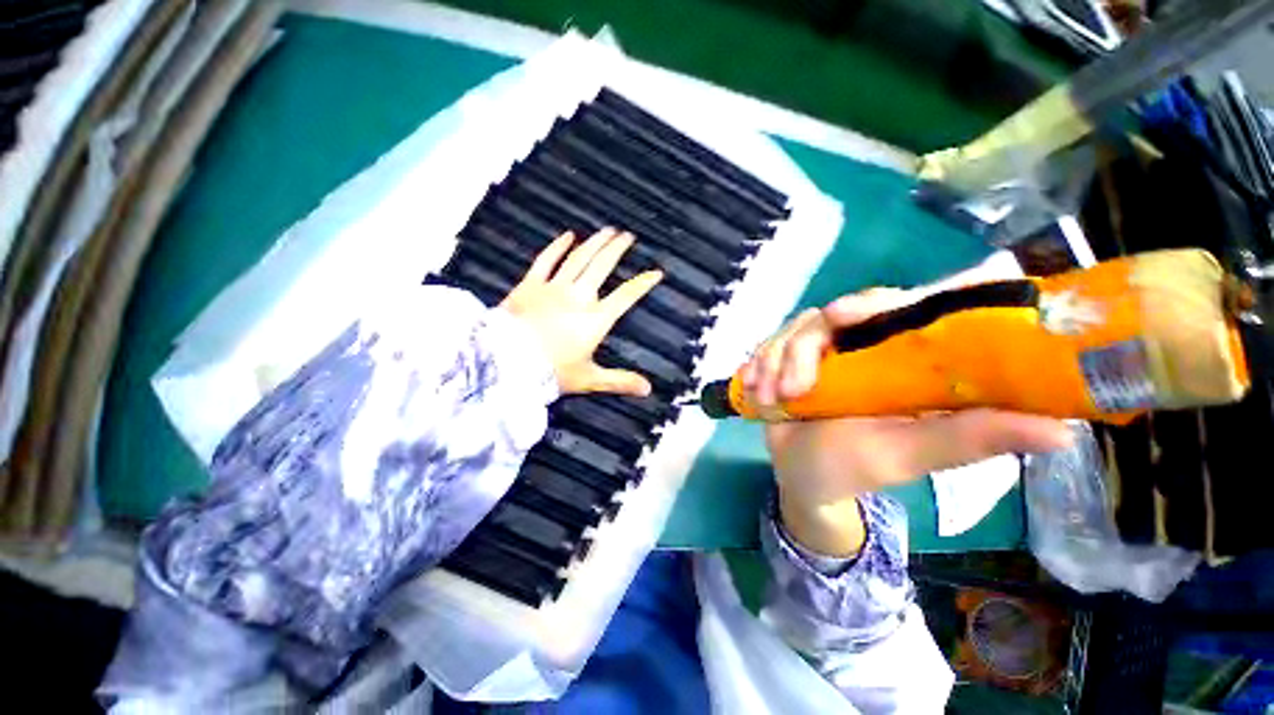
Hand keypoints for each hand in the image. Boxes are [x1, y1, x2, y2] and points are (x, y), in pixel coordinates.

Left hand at [501, 228, 662, 396]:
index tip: (656, 272)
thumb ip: (620, 381)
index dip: (643, 283)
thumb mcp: (590, 379)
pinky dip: (557, 247)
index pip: (626, 296)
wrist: (506, 364)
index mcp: (595, 319)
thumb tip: (648, 390)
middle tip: (628, 236)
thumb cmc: (551, 373)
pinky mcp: (530, 285)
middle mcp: (578, 297)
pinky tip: (568, 235)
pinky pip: (546, 260)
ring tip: (607, 230)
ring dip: (595, 243)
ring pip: (579, 258)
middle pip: (602, 266)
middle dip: (617, 250)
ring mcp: (553, 288)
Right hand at [742, 290, 1073, 556]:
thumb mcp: (907, 455)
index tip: (845, 314)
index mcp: (907, 359)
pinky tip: (754, 389)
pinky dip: (757, 364)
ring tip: (771, 399)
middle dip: (806, 346)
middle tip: (795, 386)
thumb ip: (968, 439)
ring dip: (776, 362)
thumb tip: (1064, 432)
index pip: (912, 305)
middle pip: (839, 311)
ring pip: (797, 328)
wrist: (801, 477)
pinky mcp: (791, 356)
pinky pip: (770, 343)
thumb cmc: (855, 468)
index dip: (885, 300)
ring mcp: (824, 348)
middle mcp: (868, 344)